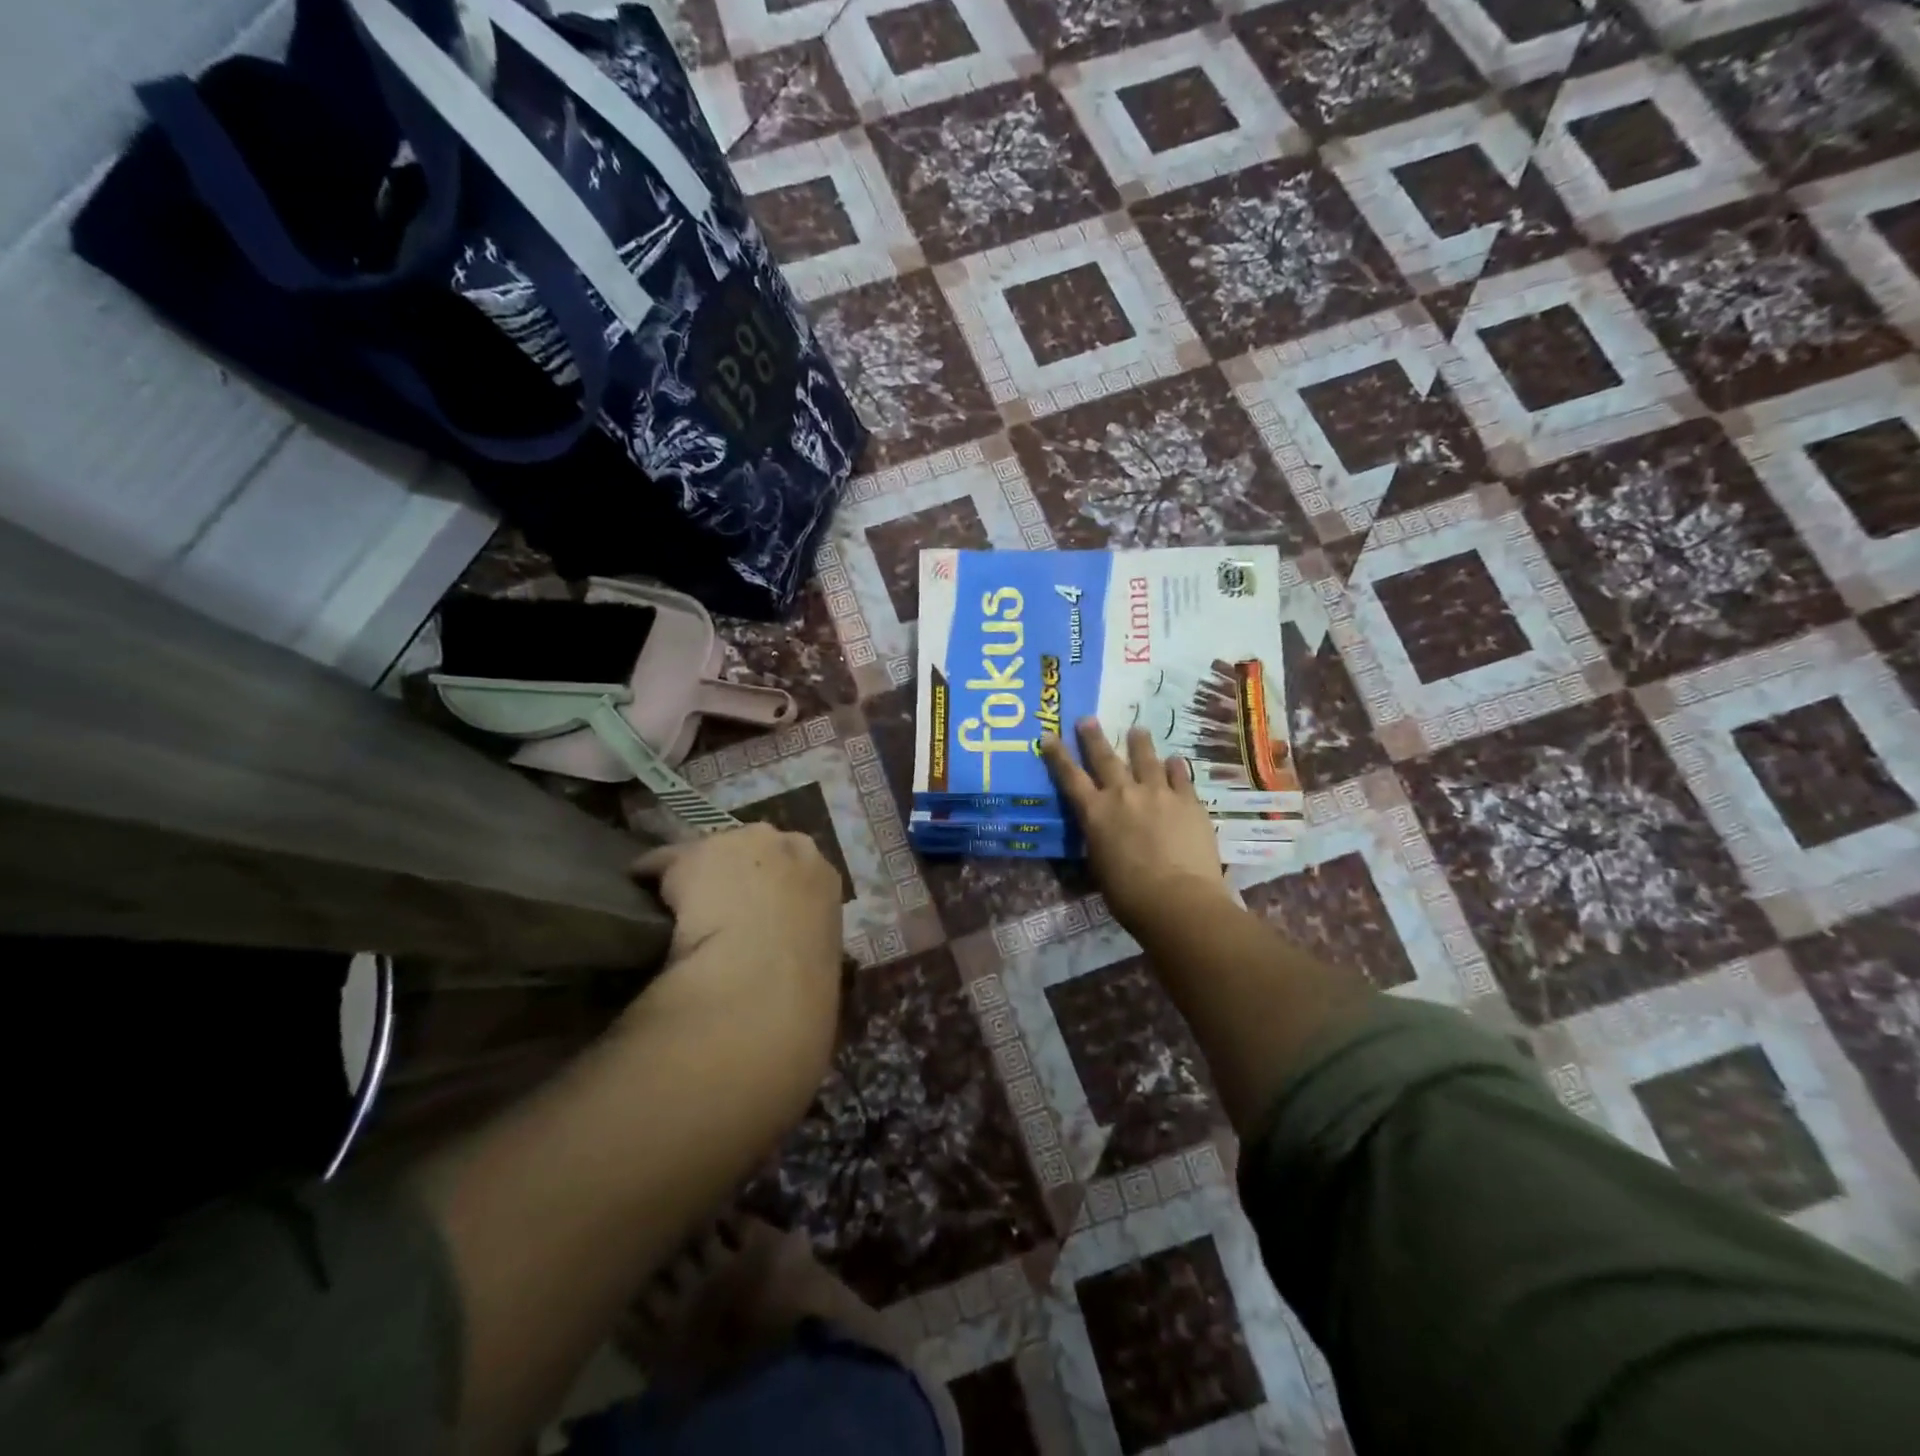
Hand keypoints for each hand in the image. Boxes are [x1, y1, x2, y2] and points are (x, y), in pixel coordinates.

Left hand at [630, 824, 843, 1080]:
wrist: (763, 972)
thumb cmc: (803, 980)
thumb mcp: (818, 959)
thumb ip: (803, 944)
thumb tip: (790, 962)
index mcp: (824, 875)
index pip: (798, 869)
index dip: (775, 891)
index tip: (760, 915)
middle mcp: (788, 846)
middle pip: (757, 848)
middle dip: (740, 871)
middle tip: (722, 910)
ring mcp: (740, 844)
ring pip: (712, 853)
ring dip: (700, 874)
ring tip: (681, 907)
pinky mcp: (690, 854)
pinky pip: (662, 864)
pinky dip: (650, 881)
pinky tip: (641, 906)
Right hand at [1041, 720, 1235, 933]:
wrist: (1177, 900)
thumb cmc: (1128, 895)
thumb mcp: (1099, 868)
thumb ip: (1099, 842)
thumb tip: (1099, 835)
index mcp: (1095, 814)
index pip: (1070, 777)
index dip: (1057, 755)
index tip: (1048, 735)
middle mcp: (1123, 795)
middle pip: (1105, 758)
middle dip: (1093, 737)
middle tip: (1088, 719)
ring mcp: (1158, 793)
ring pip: (1146, 758)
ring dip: (1139, 742)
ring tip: (1137, 729)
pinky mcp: (1188, 801)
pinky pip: (1179, 775)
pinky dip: (1174, 767)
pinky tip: (1174, 760)